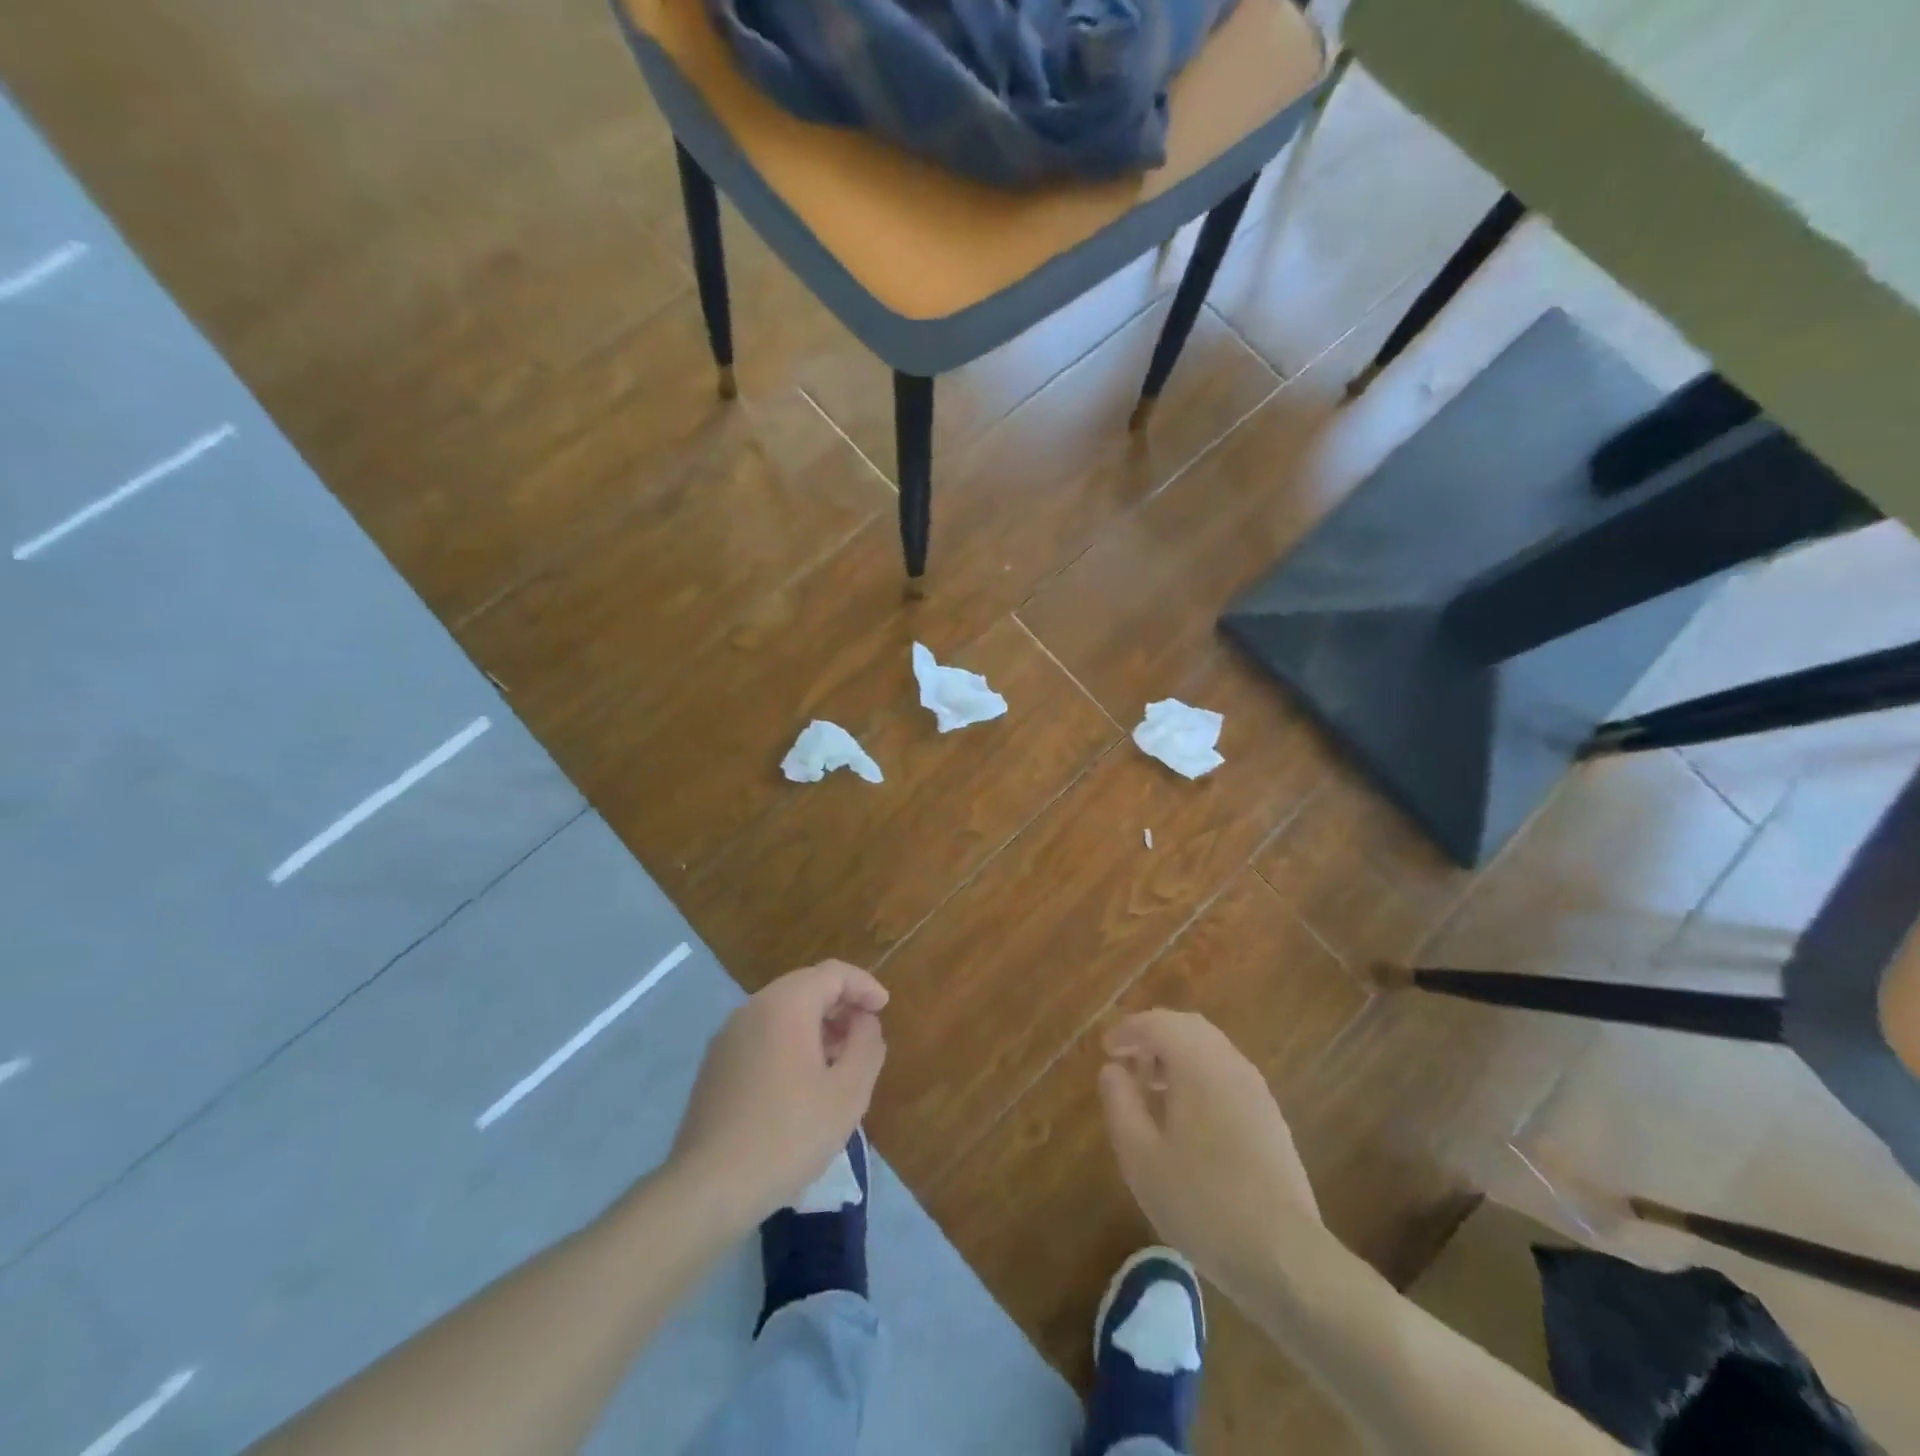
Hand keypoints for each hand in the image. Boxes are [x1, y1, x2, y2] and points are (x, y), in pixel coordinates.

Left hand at [668, 961, 887, 1230]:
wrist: (709, 1188)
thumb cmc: (789, 1134)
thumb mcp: (848, 1092)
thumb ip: (867, 1045)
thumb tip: (864, 1021)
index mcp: (786, 1005)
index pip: (833, 973)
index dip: (864, 986)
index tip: (884, 1009)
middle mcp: (753, 1008)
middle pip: (805, 987)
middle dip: (840, 1004)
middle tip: (865, 1034)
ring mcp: (728, 1036)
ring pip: (782, 1011)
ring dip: (815, 1024)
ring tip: (838, 1060)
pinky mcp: (715, 1065)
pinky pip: (762, 1035)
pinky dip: (790, 1041)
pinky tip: (802, 1081)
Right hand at [1099, 1010, 1323, 1298]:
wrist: (1284, 1255)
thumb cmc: (1201, 1202)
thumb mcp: (1140, 1158)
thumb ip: (1120, 1103)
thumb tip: (1112, 1070)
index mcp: (1197, 1064)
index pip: (1158, 1023)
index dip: (1127, 1030)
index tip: (1106, 1049)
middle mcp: (1230, 1064)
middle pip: (1187, 1026)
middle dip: (1154, 1035)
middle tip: (1128, 1061)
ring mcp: (1256, 1089)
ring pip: (1211, 1048)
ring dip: (1178, 1054)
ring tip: (1153, 1089)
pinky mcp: (1270, 1117)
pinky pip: (1227, 1073)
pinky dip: (1200, 1074)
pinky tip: (1188, 1116)